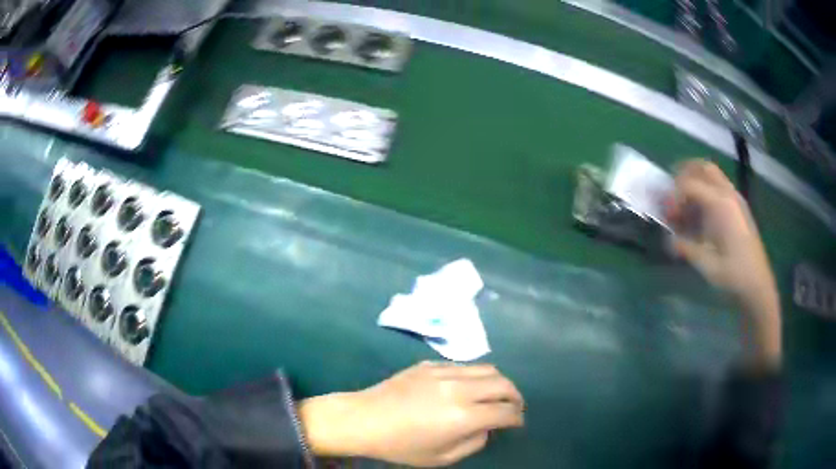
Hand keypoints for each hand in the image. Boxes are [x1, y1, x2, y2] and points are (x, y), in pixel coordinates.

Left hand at [299, 362, 524, 466]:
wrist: (363, 419)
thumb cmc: (400, 446)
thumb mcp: (441, 458)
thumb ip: (473, 442)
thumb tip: (487, 427)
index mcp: (462, 416)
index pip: (505, 411)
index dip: (517, 418)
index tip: (517, 423)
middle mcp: (458, 388)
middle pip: (503, 383)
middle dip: (515, 396)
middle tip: (514, 408)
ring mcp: (443, 371)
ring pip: (487, 368)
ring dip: (499, 383)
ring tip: (496, 395)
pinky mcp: (430, 363)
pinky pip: (464, 366)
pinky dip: (476, 376)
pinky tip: (467, 388)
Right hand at [667, 160, 780, 367]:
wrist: (757, 285)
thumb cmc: (732, 275)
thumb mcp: (705, 264)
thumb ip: (685, 247)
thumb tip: (669, 240)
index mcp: (719, 204)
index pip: (689, 184)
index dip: (673, 196)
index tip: (667, 215)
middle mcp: (728, 194)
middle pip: (703, 168)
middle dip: (684, 175)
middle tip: (673, 195)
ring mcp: (736, 199)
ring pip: (713, 175)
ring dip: (696, 182)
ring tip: (686, 205)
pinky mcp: (740, 208)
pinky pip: (720, 187)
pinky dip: (707, 191)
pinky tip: (702, 215)